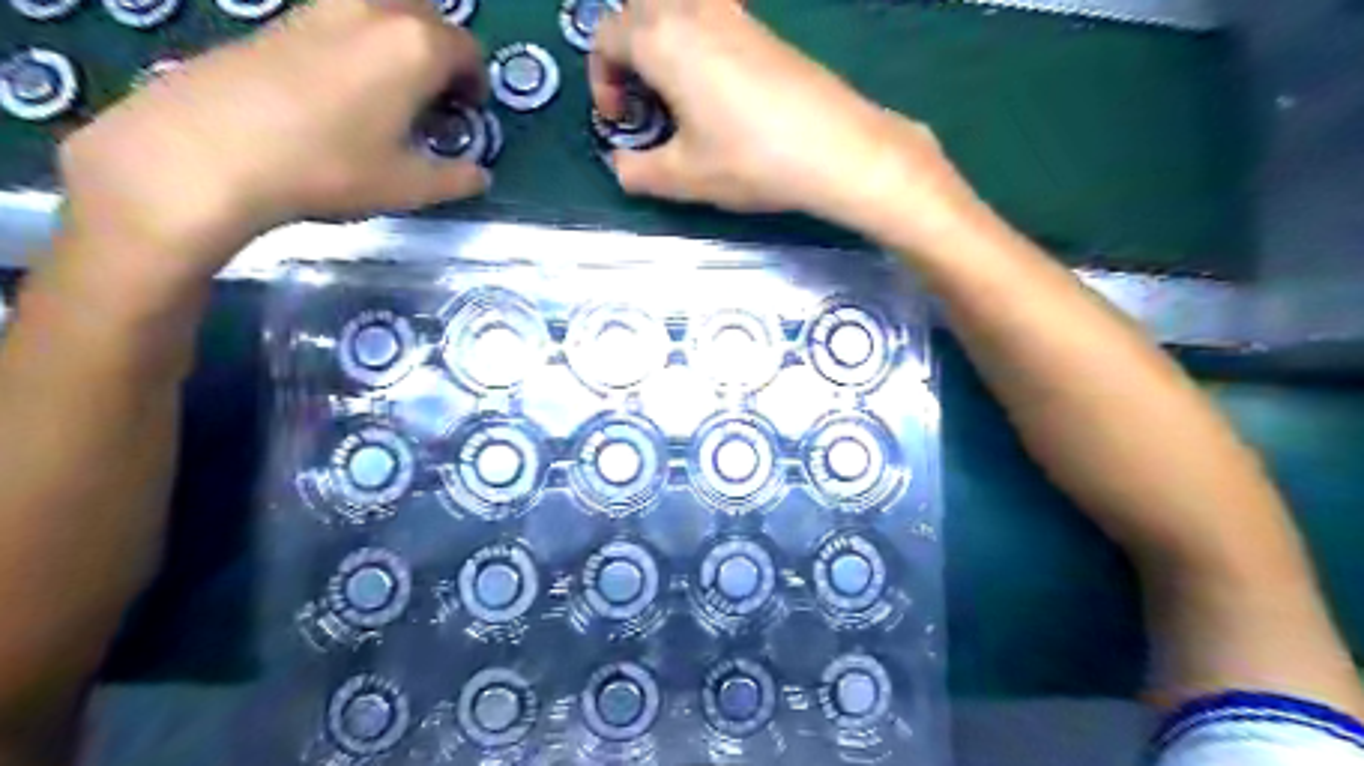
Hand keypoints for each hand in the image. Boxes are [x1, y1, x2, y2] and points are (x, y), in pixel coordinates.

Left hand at [61, 0, 496, 289]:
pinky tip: (348, 86)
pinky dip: (362, 40)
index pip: (467, 50)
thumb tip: (479, 175)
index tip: (468, 112)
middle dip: (442, 52)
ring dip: (401, 40)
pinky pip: (342, 16)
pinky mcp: (282, 17)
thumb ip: (456, 179)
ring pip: (382, 9)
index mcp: (416, 46)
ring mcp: (322, 6)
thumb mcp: (409, 186)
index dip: (476, 82)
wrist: (213, 149)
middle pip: (427, 16)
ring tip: (394, 89)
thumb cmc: (331, 167)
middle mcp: (373, 10)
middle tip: (437, 96)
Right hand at [591, 0, 974, 232]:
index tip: (620, 120)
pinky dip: (695, 40)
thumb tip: (620, 166)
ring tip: (675, 92)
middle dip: (626, 50)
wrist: (835, 148)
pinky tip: (715, 88)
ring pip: (677, 6)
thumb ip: (637, 171)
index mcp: (663, 39)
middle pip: (638, 9)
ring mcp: (734, 13)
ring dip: (661, 39)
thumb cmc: (750, 160)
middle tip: (642, 99)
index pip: (606, 37)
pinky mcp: (763, 28)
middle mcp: (694, 11)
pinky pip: (711, 15)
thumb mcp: (683, 177)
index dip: (601, 80)